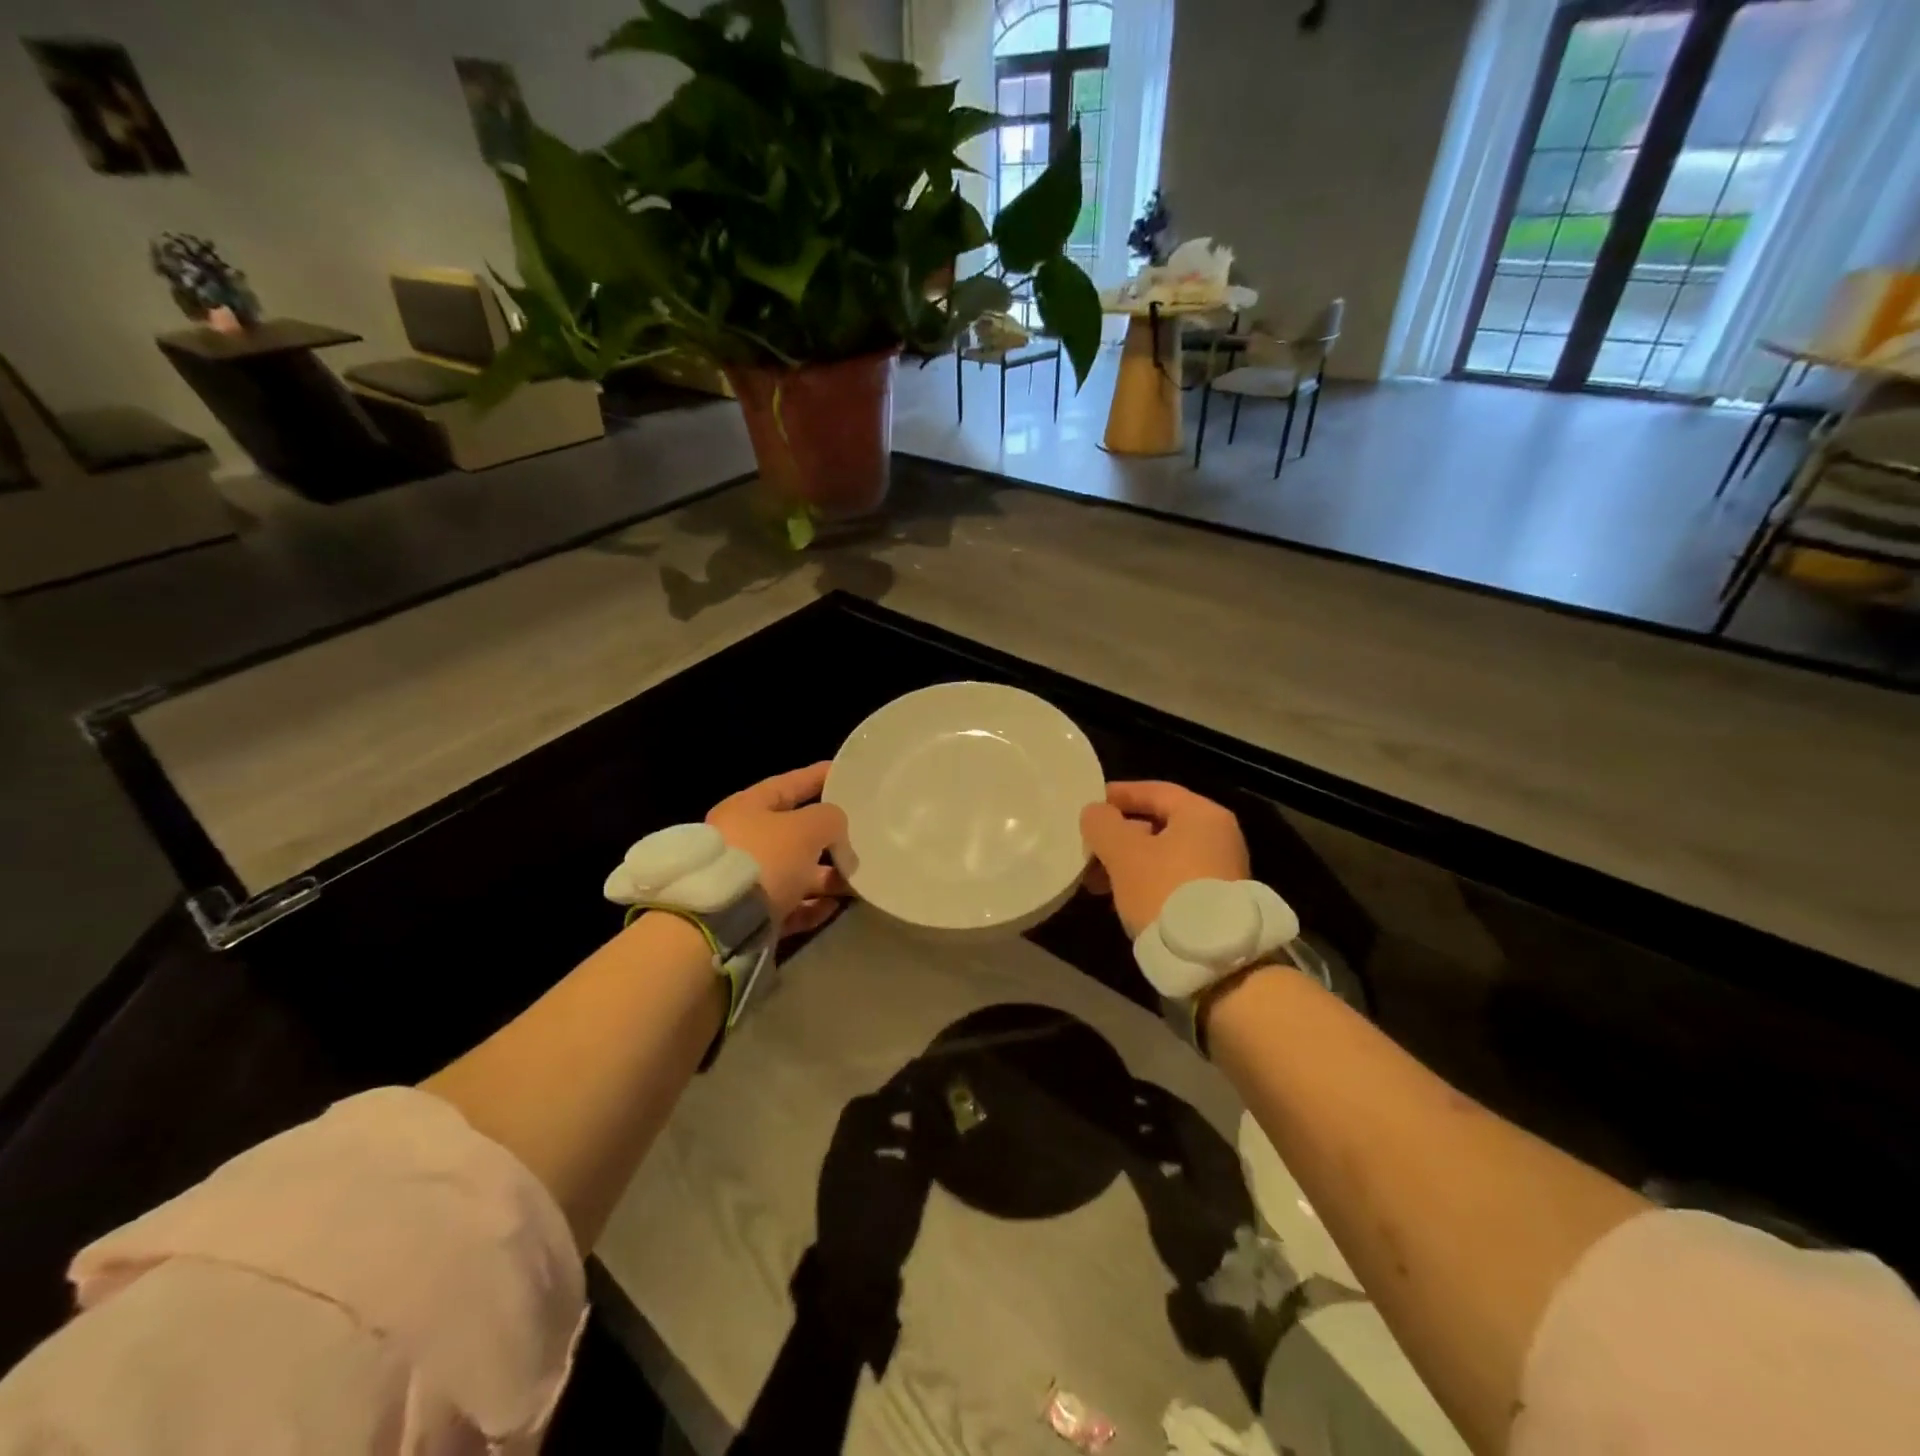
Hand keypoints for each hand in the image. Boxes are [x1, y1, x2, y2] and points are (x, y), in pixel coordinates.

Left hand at [708, 763, 849, 936]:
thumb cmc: (764, 859)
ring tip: (856, 882)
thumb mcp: (807, 827)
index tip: (845, 773)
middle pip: (795, 833)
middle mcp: (744, 840)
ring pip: (796, 872)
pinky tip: (835, 906)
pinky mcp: (750, 916)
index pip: (790, 784)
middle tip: (861, 837)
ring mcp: (745, 880)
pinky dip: (813, 905)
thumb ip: (831, 819)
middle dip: (830, 837)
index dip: (818, 776)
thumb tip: (837, 835)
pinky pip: (790, 906)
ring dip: (827, 876)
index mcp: (748, 808)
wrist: (720, 923)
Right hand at [1080, 781, 1250, 938]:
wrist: (1213, 960)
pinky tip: (1121, 899)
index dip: (1118, 795)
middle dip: (1119, 835)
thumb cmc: (1165, 892)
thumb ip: (1103, 825)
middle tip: (1088, 848)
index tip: (1090, 804)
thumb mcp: (1124, 854)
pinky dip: (1145, 881)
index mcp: (1201, 814)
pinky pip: (1172, 878)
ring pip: (1163, 854)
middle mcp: (1218, 836)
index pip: (1154, 791)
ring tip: (1096, 881)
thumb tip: (1095, 812)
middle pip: (1159, 823)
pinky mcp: (1216, 900)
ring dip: (1127, 862)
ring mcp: (1221, 869)